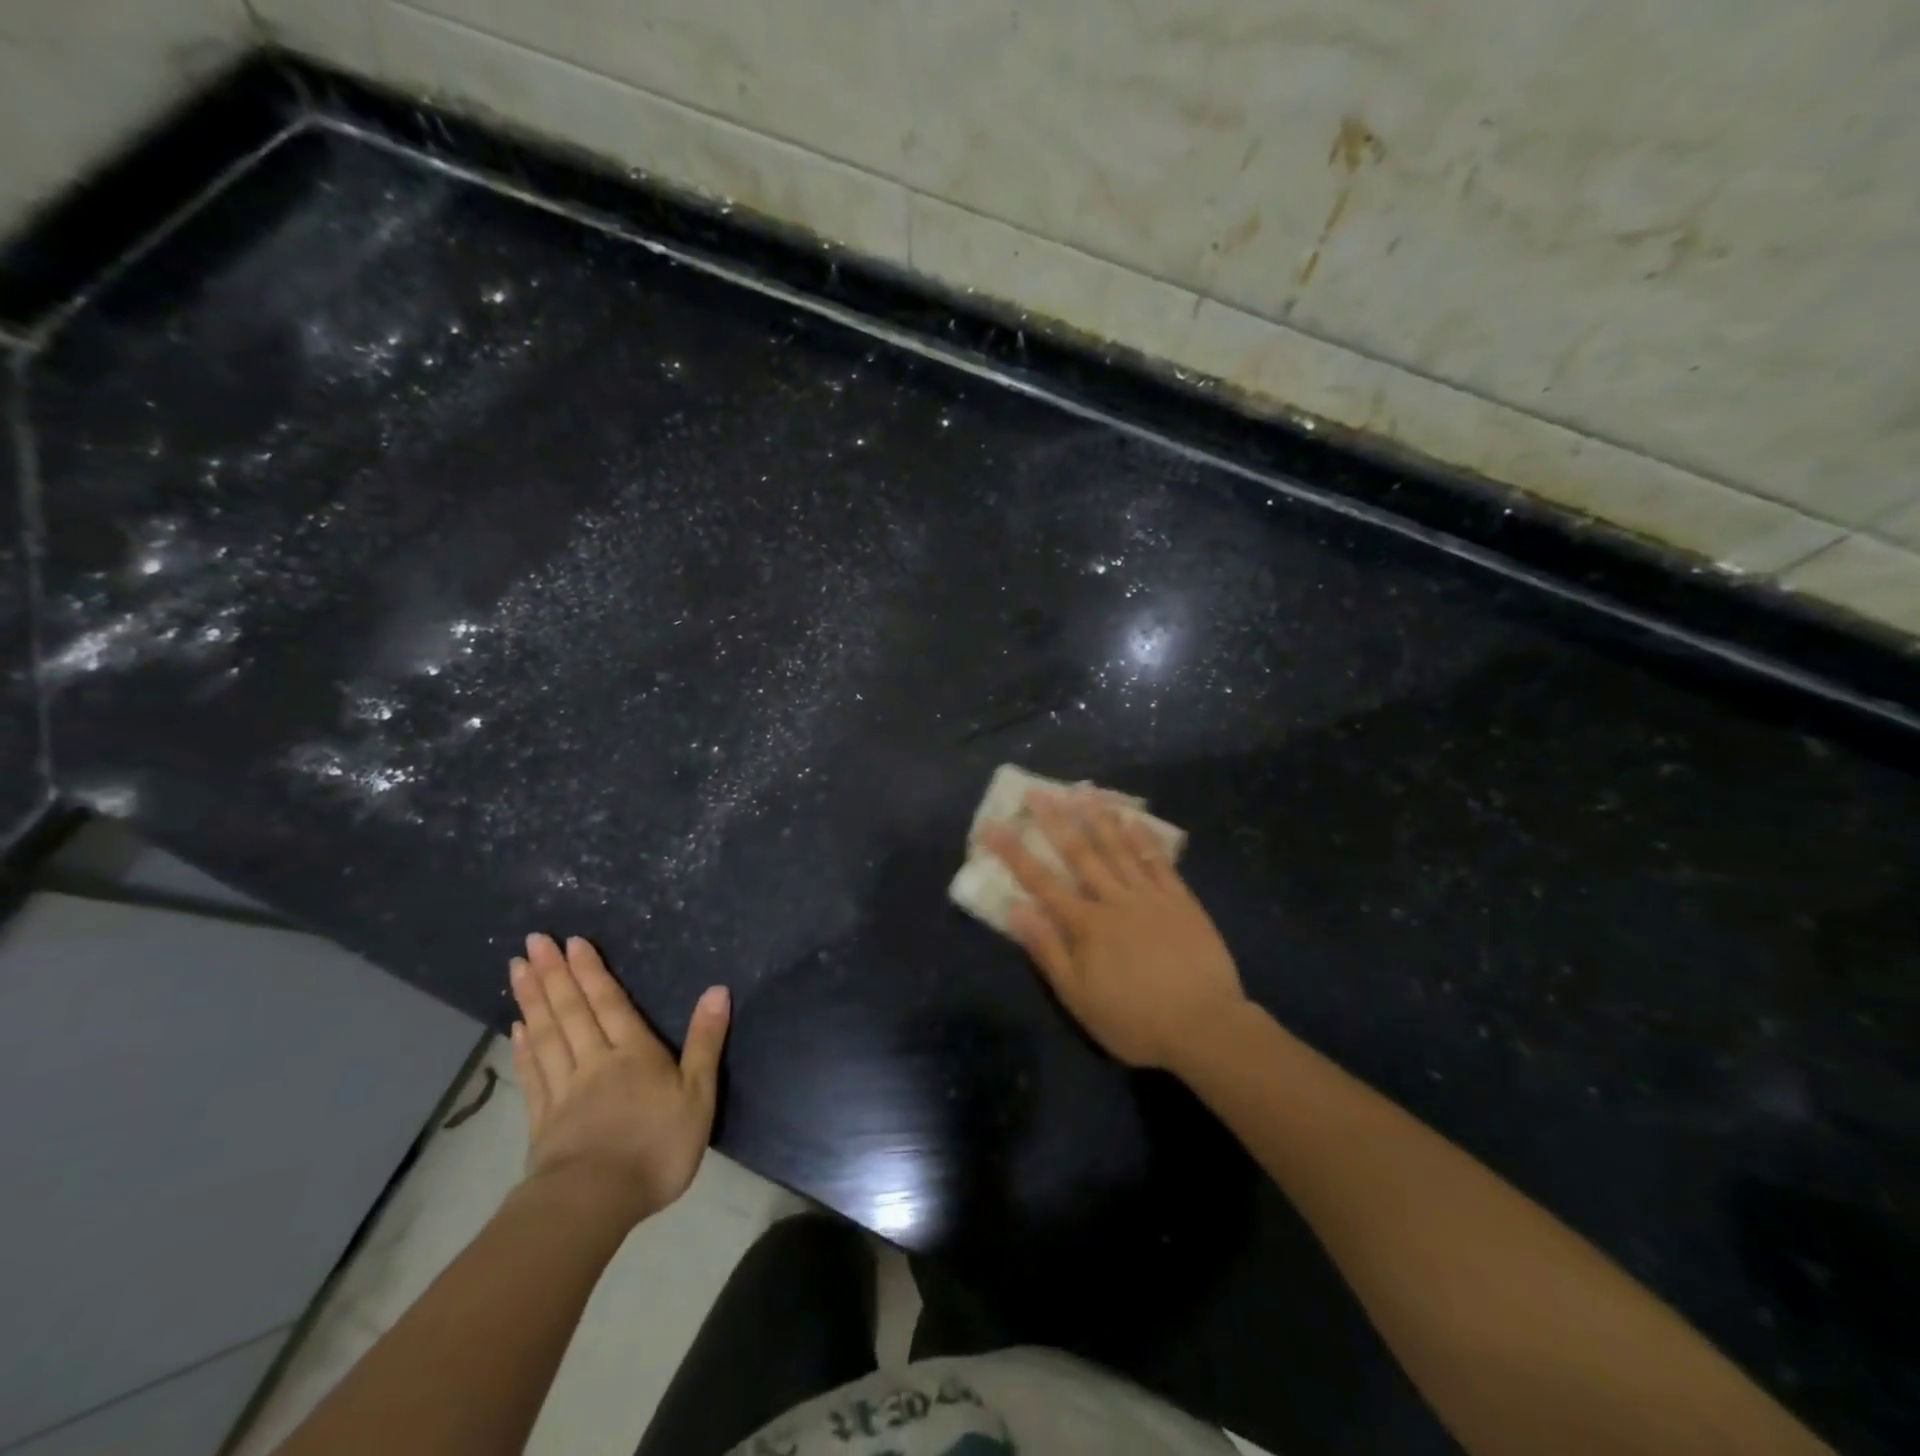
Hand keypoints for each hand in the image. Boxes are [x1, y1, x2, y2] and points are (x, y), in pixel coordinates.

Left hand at [508, 933, 729, 1227]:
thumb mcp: (698, 1095)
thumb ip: (705, 1042)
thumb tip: (717, 990)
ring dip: (532, 1000)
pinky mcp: (543, 1119)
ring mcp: (564, 1090)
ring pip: (547, 1034)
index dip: (591, 971)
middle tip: (532, 943)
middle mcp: (594, 1060)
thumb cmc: (656, 1147)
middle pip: (571, 1011)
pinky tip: (517, 1028)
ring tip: (518, 970)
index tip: (571, 942)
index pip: (609, 1002)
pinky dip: (524, 1046)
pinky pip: (533, 1072)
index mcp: (633, 1053)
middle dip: (554, 974)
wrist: (594, 1203)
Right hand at [982, 790, 1246, 1071]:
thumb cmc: (1134, 1020)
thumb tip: (1015, 907)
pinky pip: (1158, 861)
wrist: (1205, 1026)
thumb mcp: (1078, 997)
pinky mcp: (1181, 900)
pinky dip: (1143, 838)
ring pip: (1119, 848)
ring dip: (1099, 818)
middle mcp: (1114, 900)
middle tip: (1038, 791)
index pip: (1041, 881)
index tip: (992, 826)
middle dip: (1055, 820)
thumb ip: (1046, 950)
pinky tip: (1132, 819)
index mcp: (1086, 924)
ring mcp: (1150, 896)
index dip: (1014, 852)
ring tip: (1083, 791)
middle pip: (1080, 853)